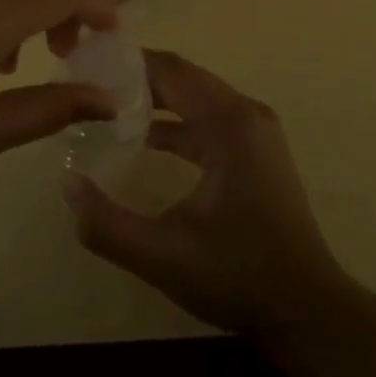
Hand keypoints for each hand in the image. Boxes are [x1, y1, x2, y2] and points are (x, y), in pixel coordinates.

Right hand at [63, 51, 348, 335]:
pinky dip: (177, 120)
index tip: (88, 66)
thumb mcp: (162, 254)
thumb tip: (67, 185)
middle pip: (183, 77)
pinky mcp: (257, 150)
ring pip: (197, 96)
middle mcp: (245, 114)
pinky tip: (145, 139)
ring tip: (109, 106)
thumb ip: (107, 223)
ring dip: (157, 97)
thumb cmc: (237, 275)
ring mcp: (256, 131)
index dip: (128, 64)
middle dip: (138, 77)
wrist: (308, 311)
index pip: (170, 71)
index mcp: (228, 123)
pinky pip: (209, 118)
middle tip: (91, 84)